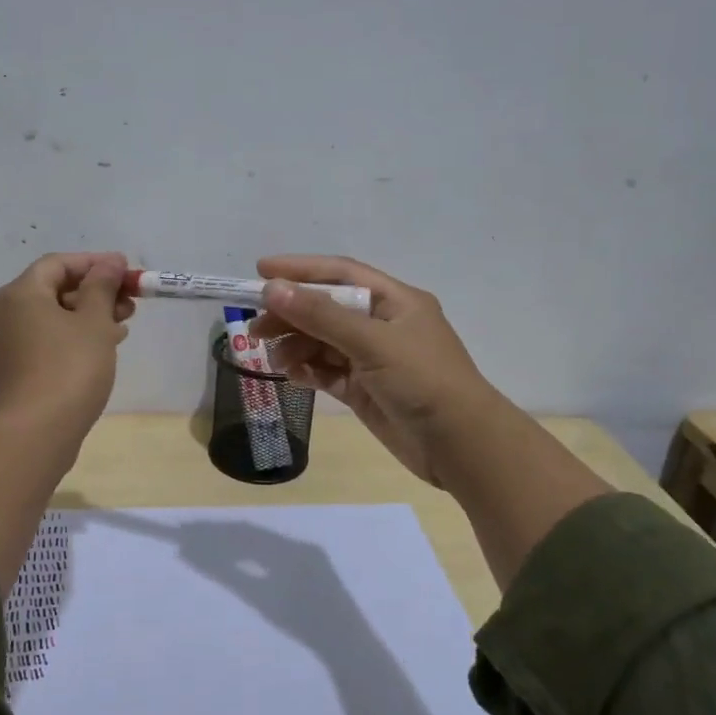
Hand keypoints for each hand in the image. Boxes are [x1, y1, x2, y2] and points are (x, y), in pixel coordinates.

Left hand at [0, 252, 133, 439]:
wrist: (38, 432)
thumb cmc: (71, 368)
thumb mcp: (94, 322)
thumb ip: (102, 286)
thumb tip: (109, 262)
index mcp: (19, 294)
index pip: (58, 264)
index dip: (94, 263)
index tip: (126, 271)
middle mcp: (2, 315)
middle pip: (53, 290)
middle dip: (94, 293)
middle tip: (129, 303)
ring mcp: (2, 346)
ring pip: (49, 318)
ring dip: (86, 317)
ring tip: (121, 328)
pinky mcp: (9, 372)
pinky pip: (42, 342)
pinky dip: (69, 338)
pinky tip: (99, 350)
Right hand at [249, 255, 505, 488]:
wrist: (460, 445)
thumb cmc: (422, 380)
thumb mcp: (372, 342)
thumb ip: (321, 316)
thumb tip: (273, 289)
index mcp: (395, 301)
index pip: (341, 274)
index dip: (301, 269)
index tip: (261, 271)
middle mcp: (383, 325)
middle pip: (327, 309)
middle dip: (291, 314)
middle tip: (255, 327)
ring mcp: (374, 359)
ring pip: (324, 343)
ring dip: (296, 345)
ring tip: (271, 357)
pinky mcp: (366, 390)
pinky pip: (328, 372)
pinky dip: (308, 371)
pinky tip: (290, 374)